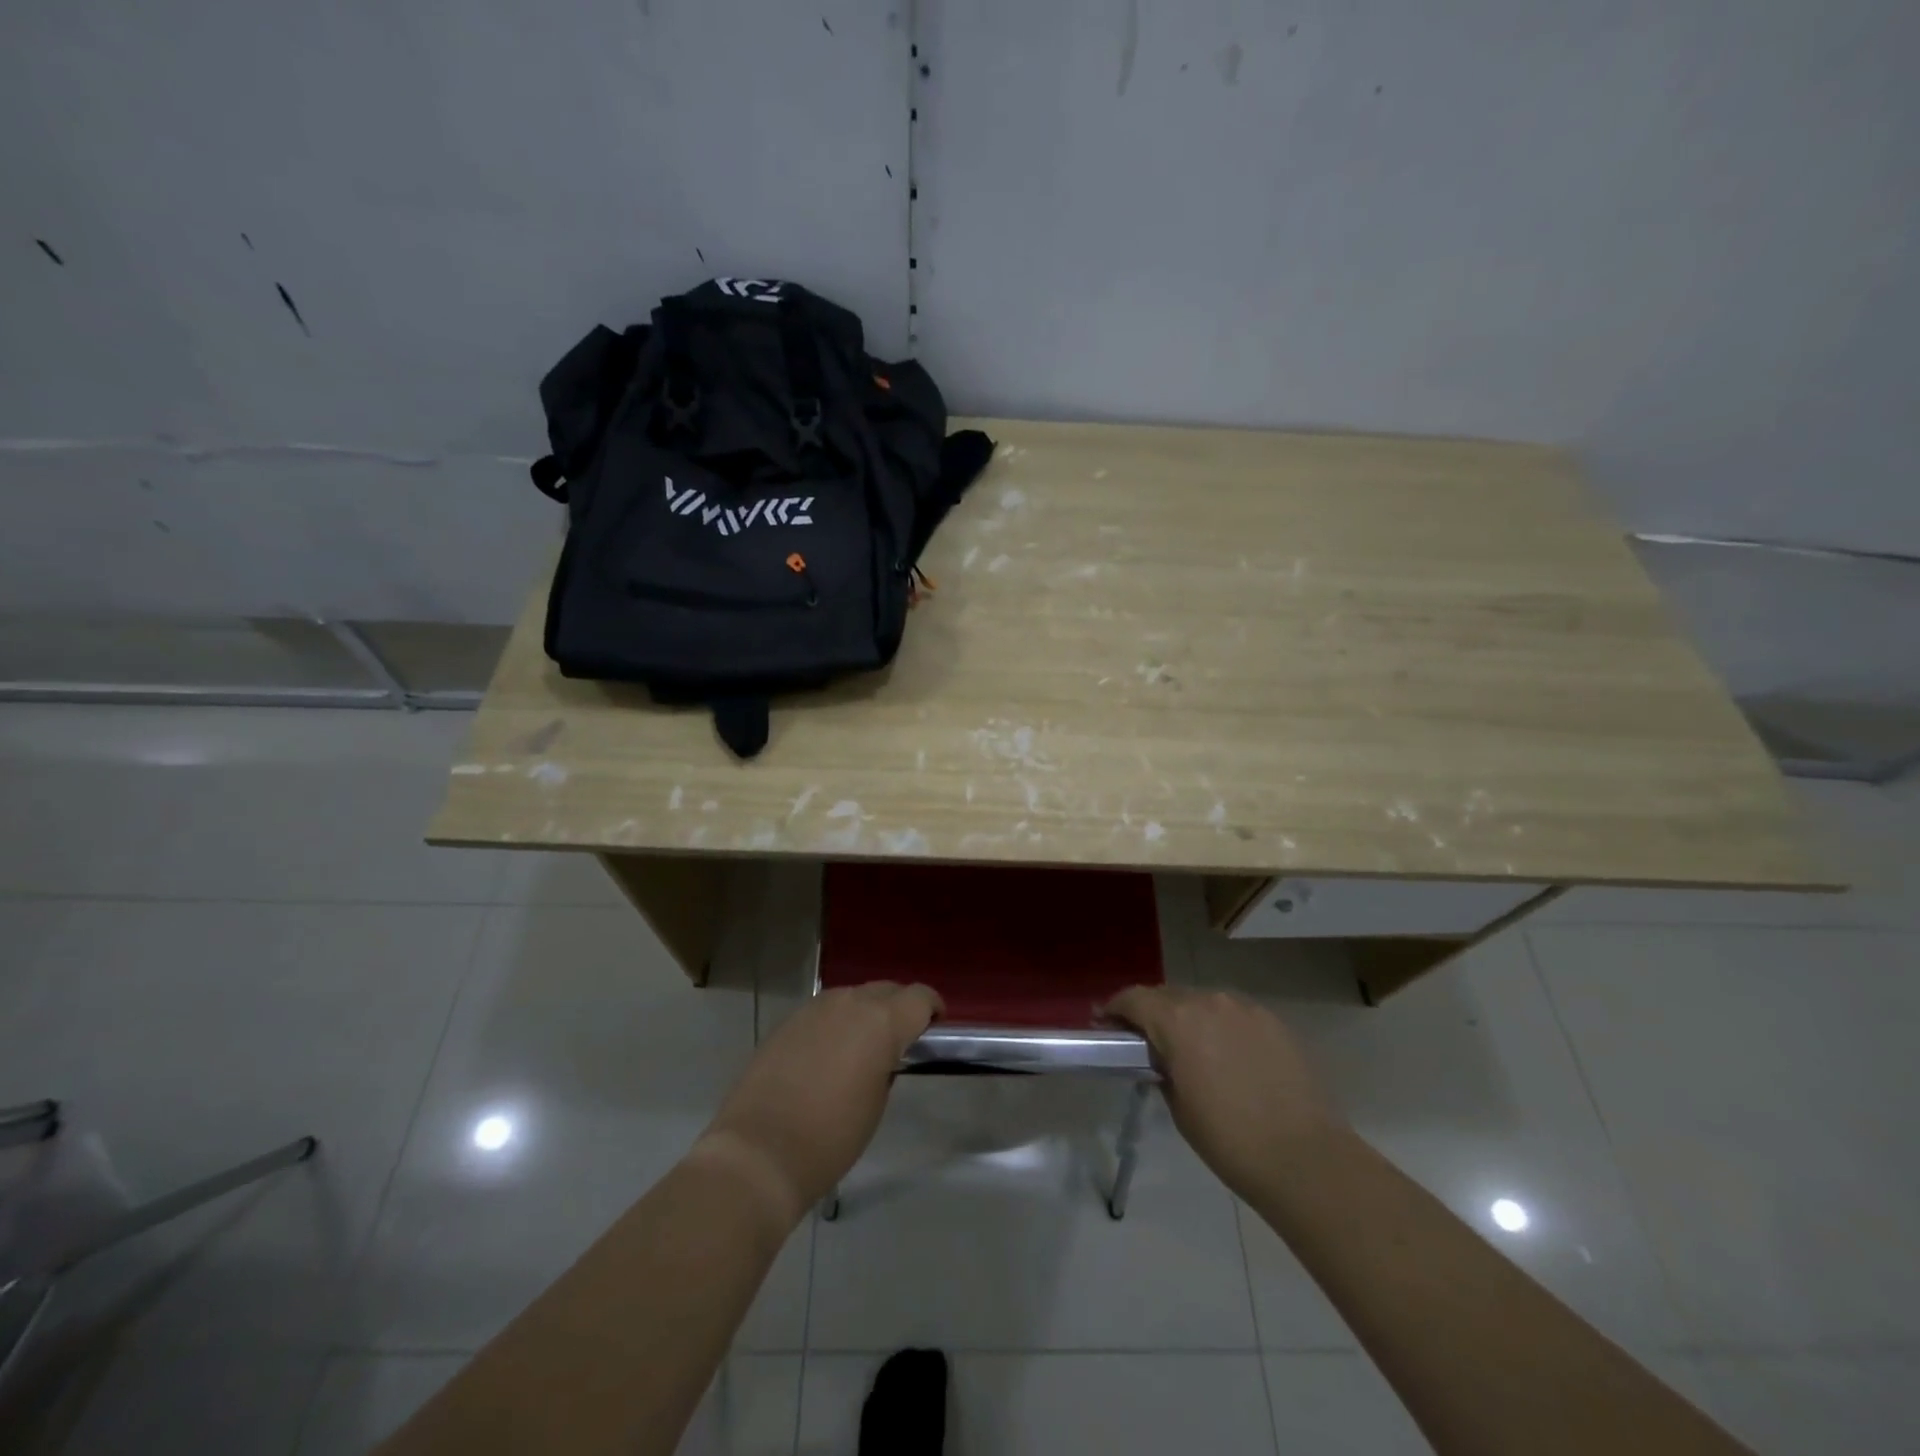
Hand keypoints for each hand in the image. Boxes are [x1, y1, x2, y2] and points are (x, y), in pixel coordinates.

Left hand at [696, 983, 941, 1225]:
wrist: (760, 1151)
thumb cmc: (831, 1136)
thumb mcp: (876, 1103)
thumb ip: (886, 1065)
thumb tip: (881, 1055)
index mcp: (882, 1021)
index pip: (919, 997)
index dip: (932, 1008)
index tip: (935, 1026)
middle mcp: (850, 1003)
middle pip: (886, 989)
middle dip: (899, 1007)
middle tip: (901, 1039)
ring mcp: (815, 1008)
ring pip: (853, 996)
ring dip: (865, 1012)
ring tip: (863, 1046)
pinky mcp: (789, 1021)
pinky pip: (825, 1011)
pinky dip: (836, 1023)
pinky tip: (828, 1054)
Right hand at [1104, 987, 1343, 1200]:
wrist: (1305, 1158)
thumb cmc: (1229, 1140)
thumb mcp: (1178, 1106)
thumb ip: (1162, 1069)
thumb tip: (1161, 1058)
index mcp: (1177, 1021)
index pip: (1134, 999)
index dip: (1115, 1008)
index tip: (1105, 1022)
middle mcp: (1209, 1002)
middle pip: (1168, 996)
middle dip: (1152, 1012)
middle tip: (1144, 1039)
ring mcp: (1245, 1008)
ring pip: (1203, 1001)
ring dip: (1187, 1017)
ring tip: (1188, 1047)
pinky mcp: (1273, 1021)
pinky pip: (1233, 1013)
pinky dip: (1220, 1025)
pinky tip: (1225, 1054)